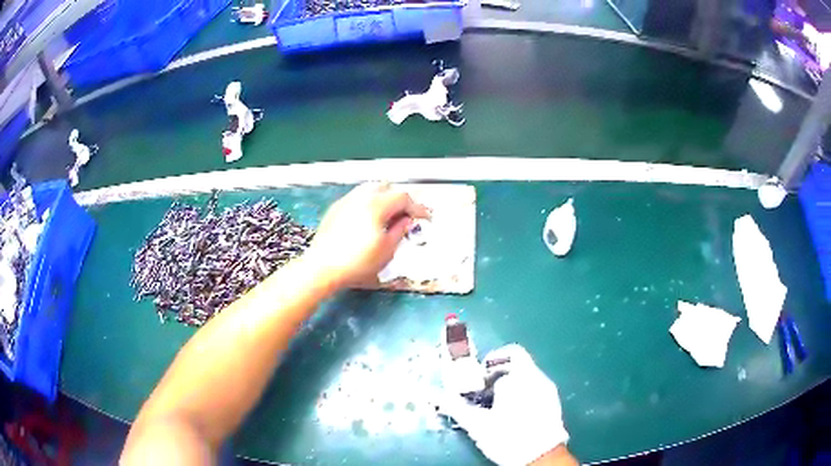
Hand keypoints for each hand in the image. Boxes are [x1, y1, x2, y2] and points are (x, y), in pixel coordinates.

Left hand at [305, 183, 429, 288]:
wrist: (323, 267)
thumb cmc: (355, 262)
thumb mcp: (386, 250)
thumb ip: (400, 231)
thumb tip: (407, 222)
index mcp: (376, 205)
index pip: (403, 197)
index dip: (417, 207)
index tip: (424, 217)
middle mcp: (360, 197)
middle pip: (387, 187)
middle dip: (400, 199)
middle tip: (406, 216)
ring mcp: (346, 201)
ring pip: (370, 189)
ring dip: (384, 198)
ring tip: (388, 216)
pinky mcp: (336, 209)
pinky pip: (357, 197)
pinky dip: (369, 202)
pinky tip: (369, 219)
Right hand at [437, 344, 570, 465]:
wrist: (541, 457)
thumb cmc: (507, 437)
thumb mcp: (477, 424)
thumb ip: (456, 406)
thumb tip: (435, 396)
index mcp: (519, 376)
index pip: (507, 354)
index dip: (490, 364)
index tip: (479, 381)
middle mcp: (537, 377)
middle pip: (517, 362)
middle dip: (499, 374)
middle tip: (484, 393)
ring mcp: (548, 389)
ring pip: (527, 375)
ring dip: (510, 383)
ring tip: (497, 405)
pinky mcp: (554, 401)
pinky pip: (535, 387)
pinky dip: (522, 392)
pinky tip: (513, 412)